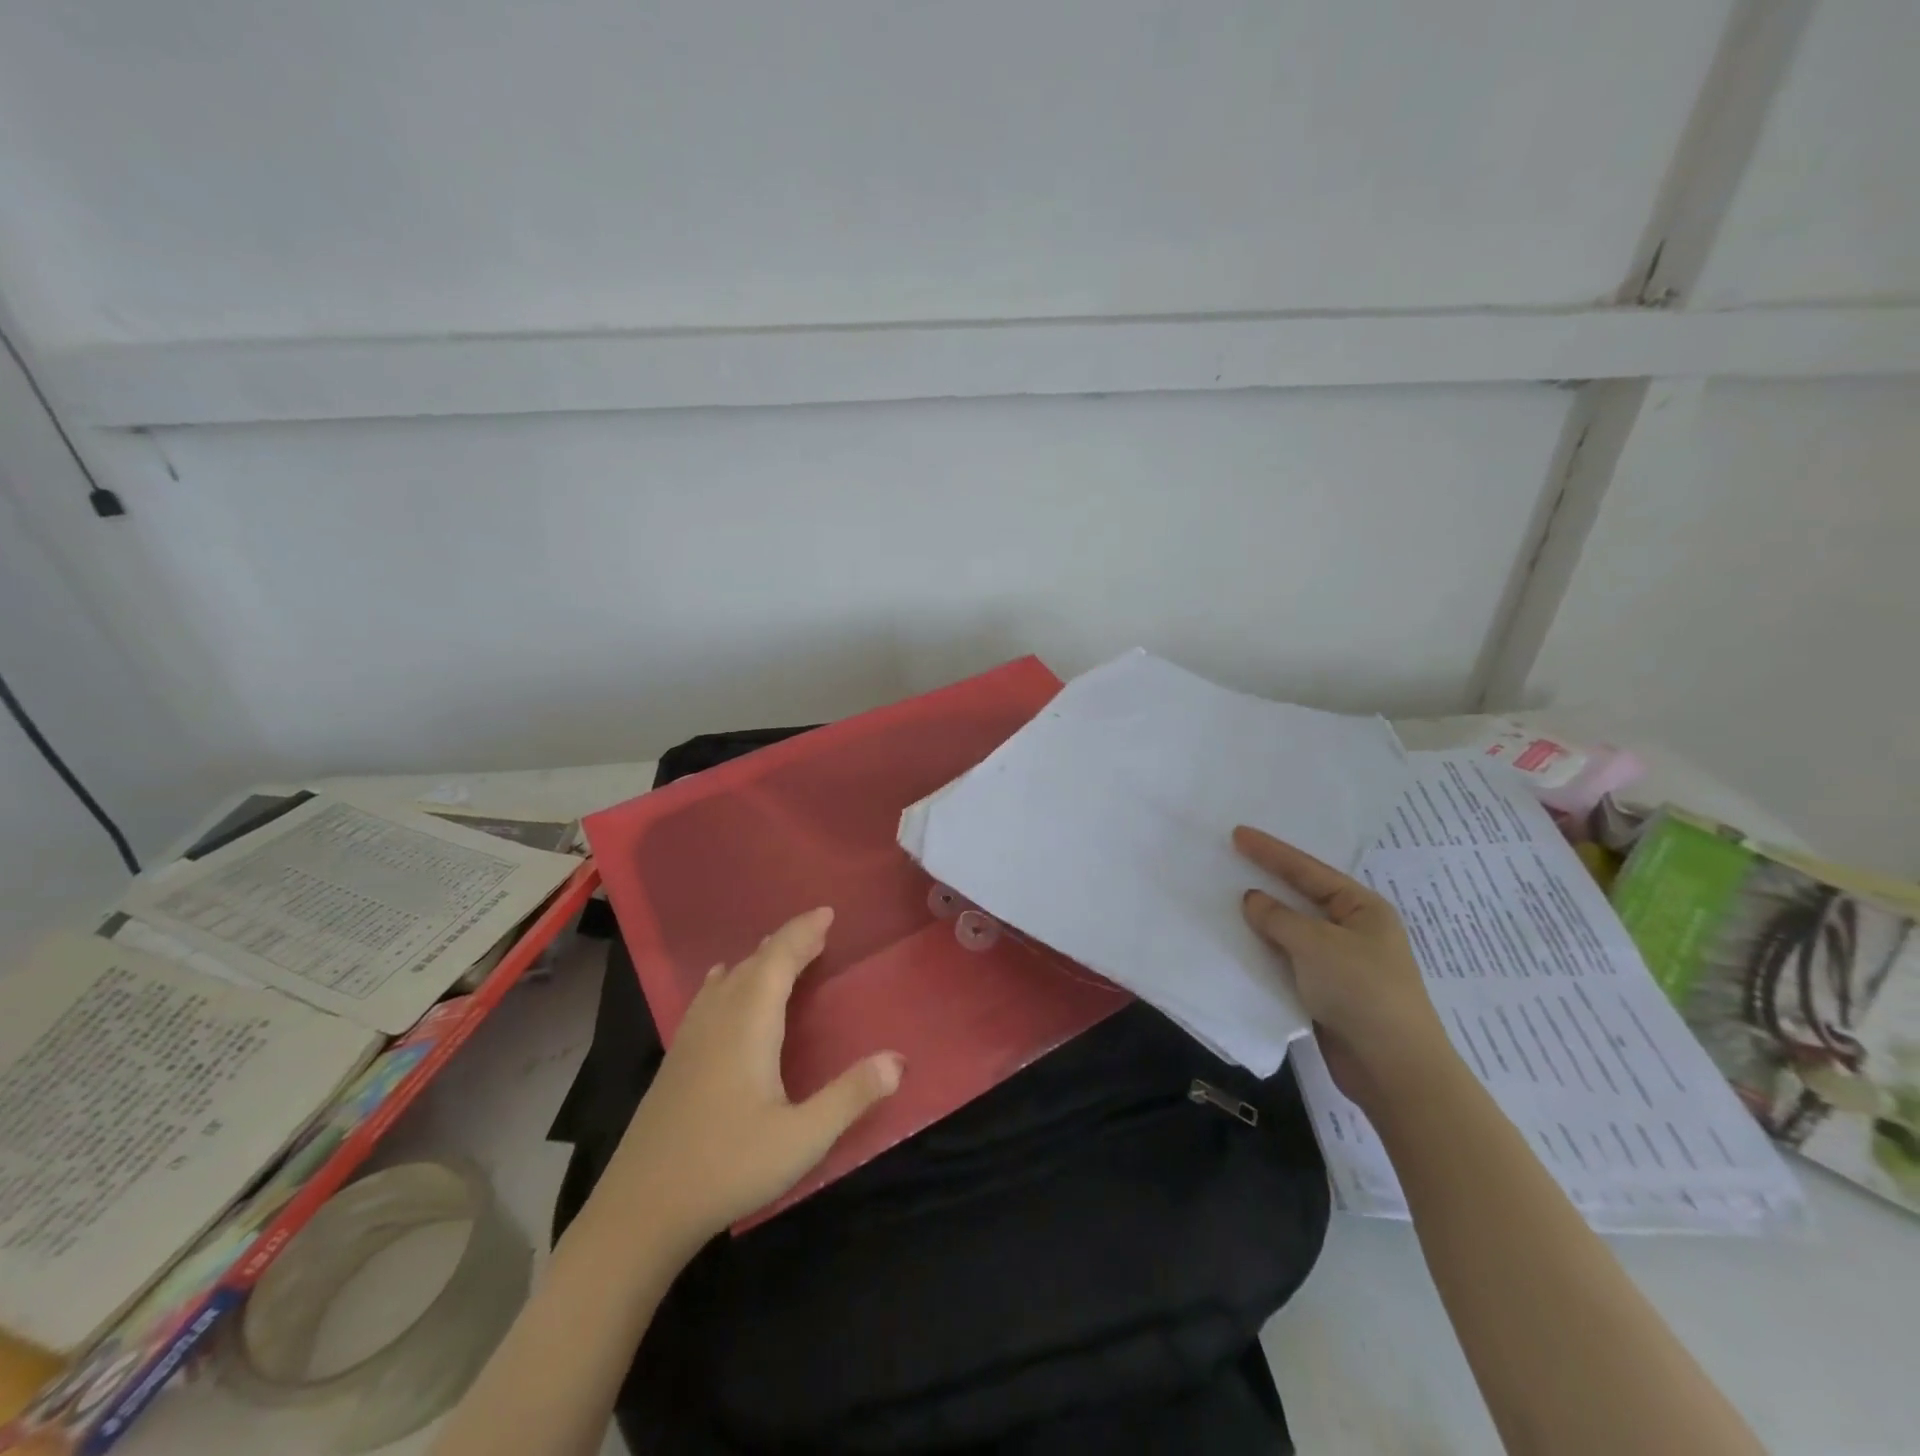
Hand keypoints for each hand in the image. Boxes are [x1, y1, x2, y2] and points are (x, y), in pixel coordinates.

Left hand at [604, 907, 903, 1247]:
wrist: (639, 1211)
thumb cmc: (727, 1167)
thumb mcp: (802, 1139)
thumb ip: (851, 1096)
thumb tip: (898, 1060)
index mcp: (749, 1024)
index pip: (778, 960)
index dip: (802, 933)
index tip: (827, 913)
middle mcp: (718, 1019)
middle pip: (754, 963)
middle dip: (786, 943)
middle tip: (817, 932)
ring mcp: (690, 1038)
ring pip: (727, 978)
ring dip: (758, 959)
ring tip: (779, 951)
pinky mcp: (675, 1060)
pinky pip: (707, 997)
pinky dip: (727, 979)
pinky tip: (719, 984)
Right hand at [1232, 827, 1454, 1110]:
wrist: (1392, 1068)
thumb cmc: (1361, 991)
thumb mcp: (1315, 944)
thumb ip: (1278, 917)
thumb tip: (1252, 899)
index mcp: (1362, 909)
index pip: (1308, 870)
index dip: (1271, 852)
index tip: (1237, 834)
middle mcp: (1353, 930)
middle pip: (1302, 897)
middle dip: (1267, 881)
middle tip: (1231, 860)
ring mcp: (1340, 963)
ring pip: (1292, 930)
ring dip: (1263, 919)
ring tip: (1226, 899)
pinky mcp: (1326, 992)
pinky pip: (1288, 960)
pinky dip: (1266, 951)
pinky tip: (1240, 944)